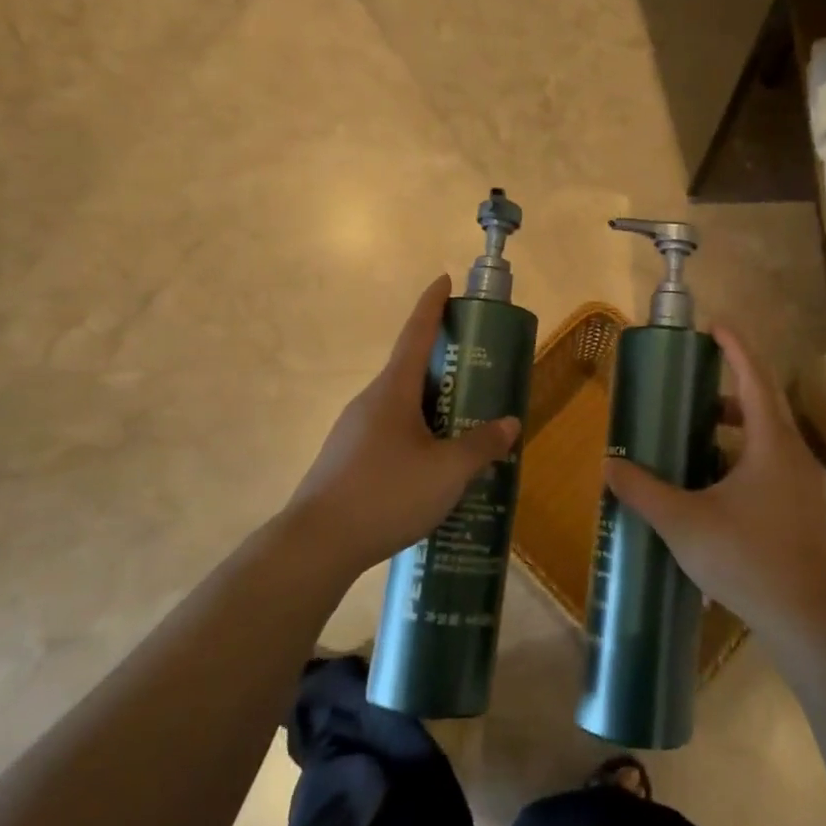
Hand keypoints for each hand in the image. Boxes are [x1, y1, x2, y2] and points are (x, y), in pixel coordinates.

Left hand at [284, 276, 519, 581]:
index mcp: (392, 391)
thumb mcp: (447, 472)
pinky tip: (434, 467)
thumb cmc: (386, 493)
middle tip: (478, 371)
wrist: (317, 544)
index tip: (444, 280)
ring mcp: (354, 431)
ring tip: (465, 426)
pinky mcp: (348, 459)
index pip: (415, 333)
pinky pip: (391, 434)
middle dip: (443, 365)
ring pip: (402, 407)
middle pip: (410, 370)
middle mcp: (370, 402)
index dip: (432, 305)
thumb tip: (509, 424)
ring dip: (432, 408)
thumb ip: (481, 446)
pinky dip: (417, 436)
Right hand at [605, 325, 825, 637]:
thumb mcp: (684, 522)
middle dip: (727, 390)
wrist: (807, 618)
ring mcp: (802, 484)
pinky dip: (741, 458)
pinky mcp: (803, 510)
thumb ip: (644, 491)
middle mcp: (792, 454)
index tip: (715, 326)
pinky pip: (770, 465)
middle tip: (691, 389)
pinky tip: (713, 486)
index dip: (735, 347)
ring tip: (695, 437)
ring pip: (766, 439)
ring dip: (733, 429)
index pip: (753, 378)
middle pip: (761, 405)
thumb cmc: (747, 557)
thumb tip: (609, 466)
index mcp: (770, 443)